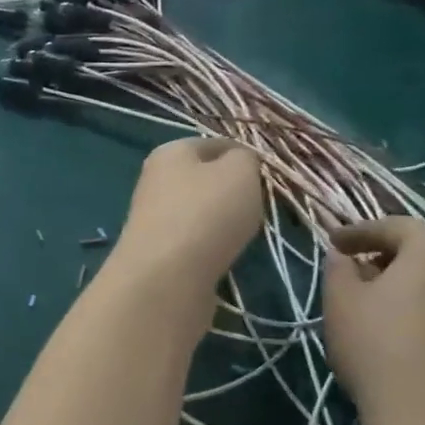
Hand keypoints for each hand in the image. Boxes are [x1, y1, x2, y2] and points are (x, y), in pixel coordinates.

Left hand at [111, 139, 264, 310]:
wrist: (167, 279)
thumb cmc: (206, 213)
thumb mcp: (240, 171)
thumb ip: (247, 159)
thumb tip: (241, 163)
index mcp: (170, 153)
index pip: (215, 144)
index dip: (245, 156)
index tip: (269, 177)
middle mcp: (156, 182)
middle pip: (206, 181)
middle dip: (235, 193)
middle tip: (260, 207)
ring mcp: (155, 221)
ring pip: (202, 214)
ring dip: (225, 224)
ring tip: (245, 235)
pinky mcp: (160, 256)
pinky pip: (196, 244)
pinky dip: (213, 249)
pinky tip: (226, 258)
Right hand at [323, 217, 424, 424]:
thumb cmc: (378, 345)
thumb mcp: (341, 300)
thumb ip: (339, 268)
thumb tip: (344, 257)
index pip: (393, 227)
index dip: (358, 233)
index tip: (333, 244)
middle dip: (390, 257)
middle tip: (359, 271)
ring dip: (415, 286)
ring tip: (385, 306)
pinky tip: (411, 336)